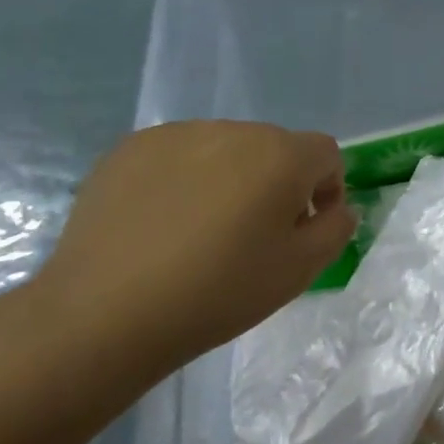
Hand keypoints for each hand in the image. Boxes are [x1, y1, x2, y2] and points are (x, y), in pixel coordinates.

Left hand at [33, 121, 355, 380]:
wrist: (107, 312)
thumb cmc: (219, 292)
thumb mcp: (301, 270)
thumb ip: (336, 229)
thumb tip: (337, 208)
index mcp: (280, 155)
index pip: (325, 154)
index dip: (326, 190)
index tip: (303, 230)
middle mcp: (232, 130)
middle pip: (275, 148)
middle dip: (278, 183)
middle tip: (255, 235)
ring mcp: (175, 135)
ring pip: (225, 149)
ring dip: (231, 178)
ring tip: (204, 230)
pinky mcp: (129, 148)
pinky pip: (178, 156)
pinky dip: (184, 180)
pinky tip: (163, 223)